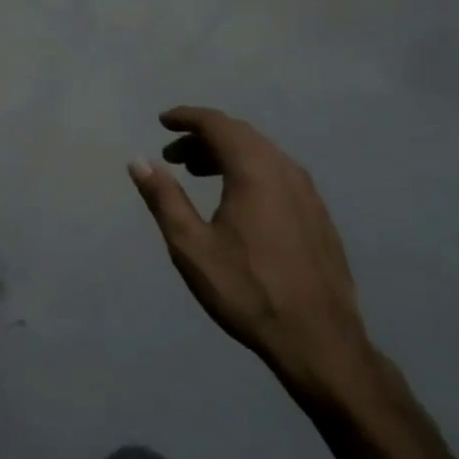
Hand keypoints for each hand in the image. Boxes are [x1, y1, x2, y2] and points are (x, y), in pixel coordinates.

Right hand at [129, 107, 376, 404]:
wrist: (319, 340)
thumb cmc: (246, 290)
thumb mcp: (191, 246)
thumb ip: (164, 198)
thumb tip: (139, 161)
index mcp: (254, 171)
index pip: (217, 124)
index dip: (187, 118)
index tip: (163, 121)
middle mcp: (285, 170)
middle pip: (241, 135)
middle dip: (204, 136)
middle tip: (174, 154)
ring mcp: (308, 193)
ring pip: (262, 154)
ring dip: (227, 153)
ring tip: (198, 172)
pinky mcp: (318, 215)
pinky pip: (278, 173)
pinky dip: (249, 170)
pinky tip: (237, 199)